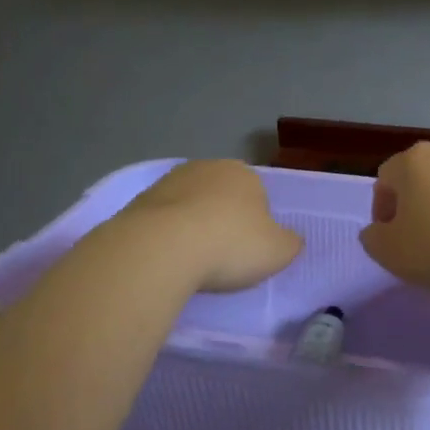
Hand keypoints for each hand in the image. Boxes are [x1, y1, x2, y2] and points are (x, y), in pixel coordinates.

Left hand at [121, 160, 303, 292]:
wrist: (161, 248)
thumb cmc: (230, 245)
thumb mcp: (279, 251)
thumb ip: (290, 242)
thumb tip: (291, 238)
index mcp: (244, 173)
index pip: (258, 195)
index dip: (257, 223)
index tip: (249, 249)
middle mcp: (206, 167)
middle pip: (221, 197)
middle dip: (222, 220)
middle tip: (223, 256)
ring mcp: (168, 181)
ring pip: (190, 206)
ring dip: (193, 227)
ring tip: (193, 261)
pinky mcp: (138, 201)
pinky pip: (163, 221)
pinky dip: (167, 236)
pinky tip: (169, 258)